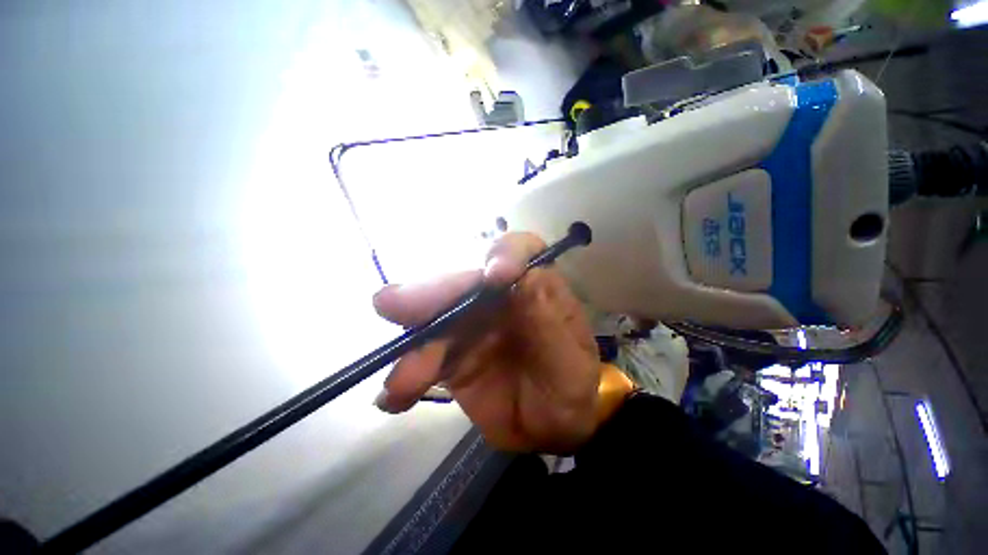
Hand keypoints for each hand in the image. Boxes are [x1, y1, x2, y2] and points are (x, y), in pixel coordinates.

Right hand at [372, 232, 605, 452]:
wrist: (548, 427)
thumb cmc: (569, 389)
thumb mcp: (569, 363)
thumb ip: (550, 323)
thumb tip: (525, 278)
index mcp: (534, 289)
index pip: (521, 251)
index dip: (505, 253)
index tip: (492, 276)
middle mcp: (498, 298)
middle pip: (464, 282)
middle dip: (432, 293)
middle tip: (392, 305)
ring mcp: (470, 325)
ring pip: (435, 320)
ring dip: (414, 345)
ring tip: (401, 380)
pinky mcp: (451, 355)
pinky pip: (425, 358)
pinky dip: (408, 375)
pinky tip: (395, 397)